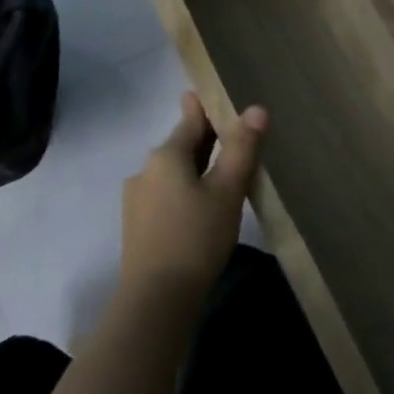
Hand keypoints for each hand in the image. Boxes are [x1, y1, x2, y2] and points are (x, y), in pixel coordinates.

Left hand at [118, 92, 267, 305]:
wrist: (155, 301)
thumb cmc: (196, 238)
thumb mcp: (227, 191)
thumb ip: (241, 148)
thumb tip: (256, 109)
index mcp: (166, 156)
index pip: (191, 121)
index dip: (204, 108)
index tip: (207, 92)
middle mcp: (145, 171)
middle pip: (180, 146)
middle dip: (202, 138)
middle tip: (227, 129)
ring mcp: (137, 200)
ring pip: (172, 173)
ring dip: (194, 167)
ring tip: (220, 169)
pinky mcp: (138, 227)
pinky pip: (166, 195)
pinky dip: (185, 190)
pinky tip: (201, 206)